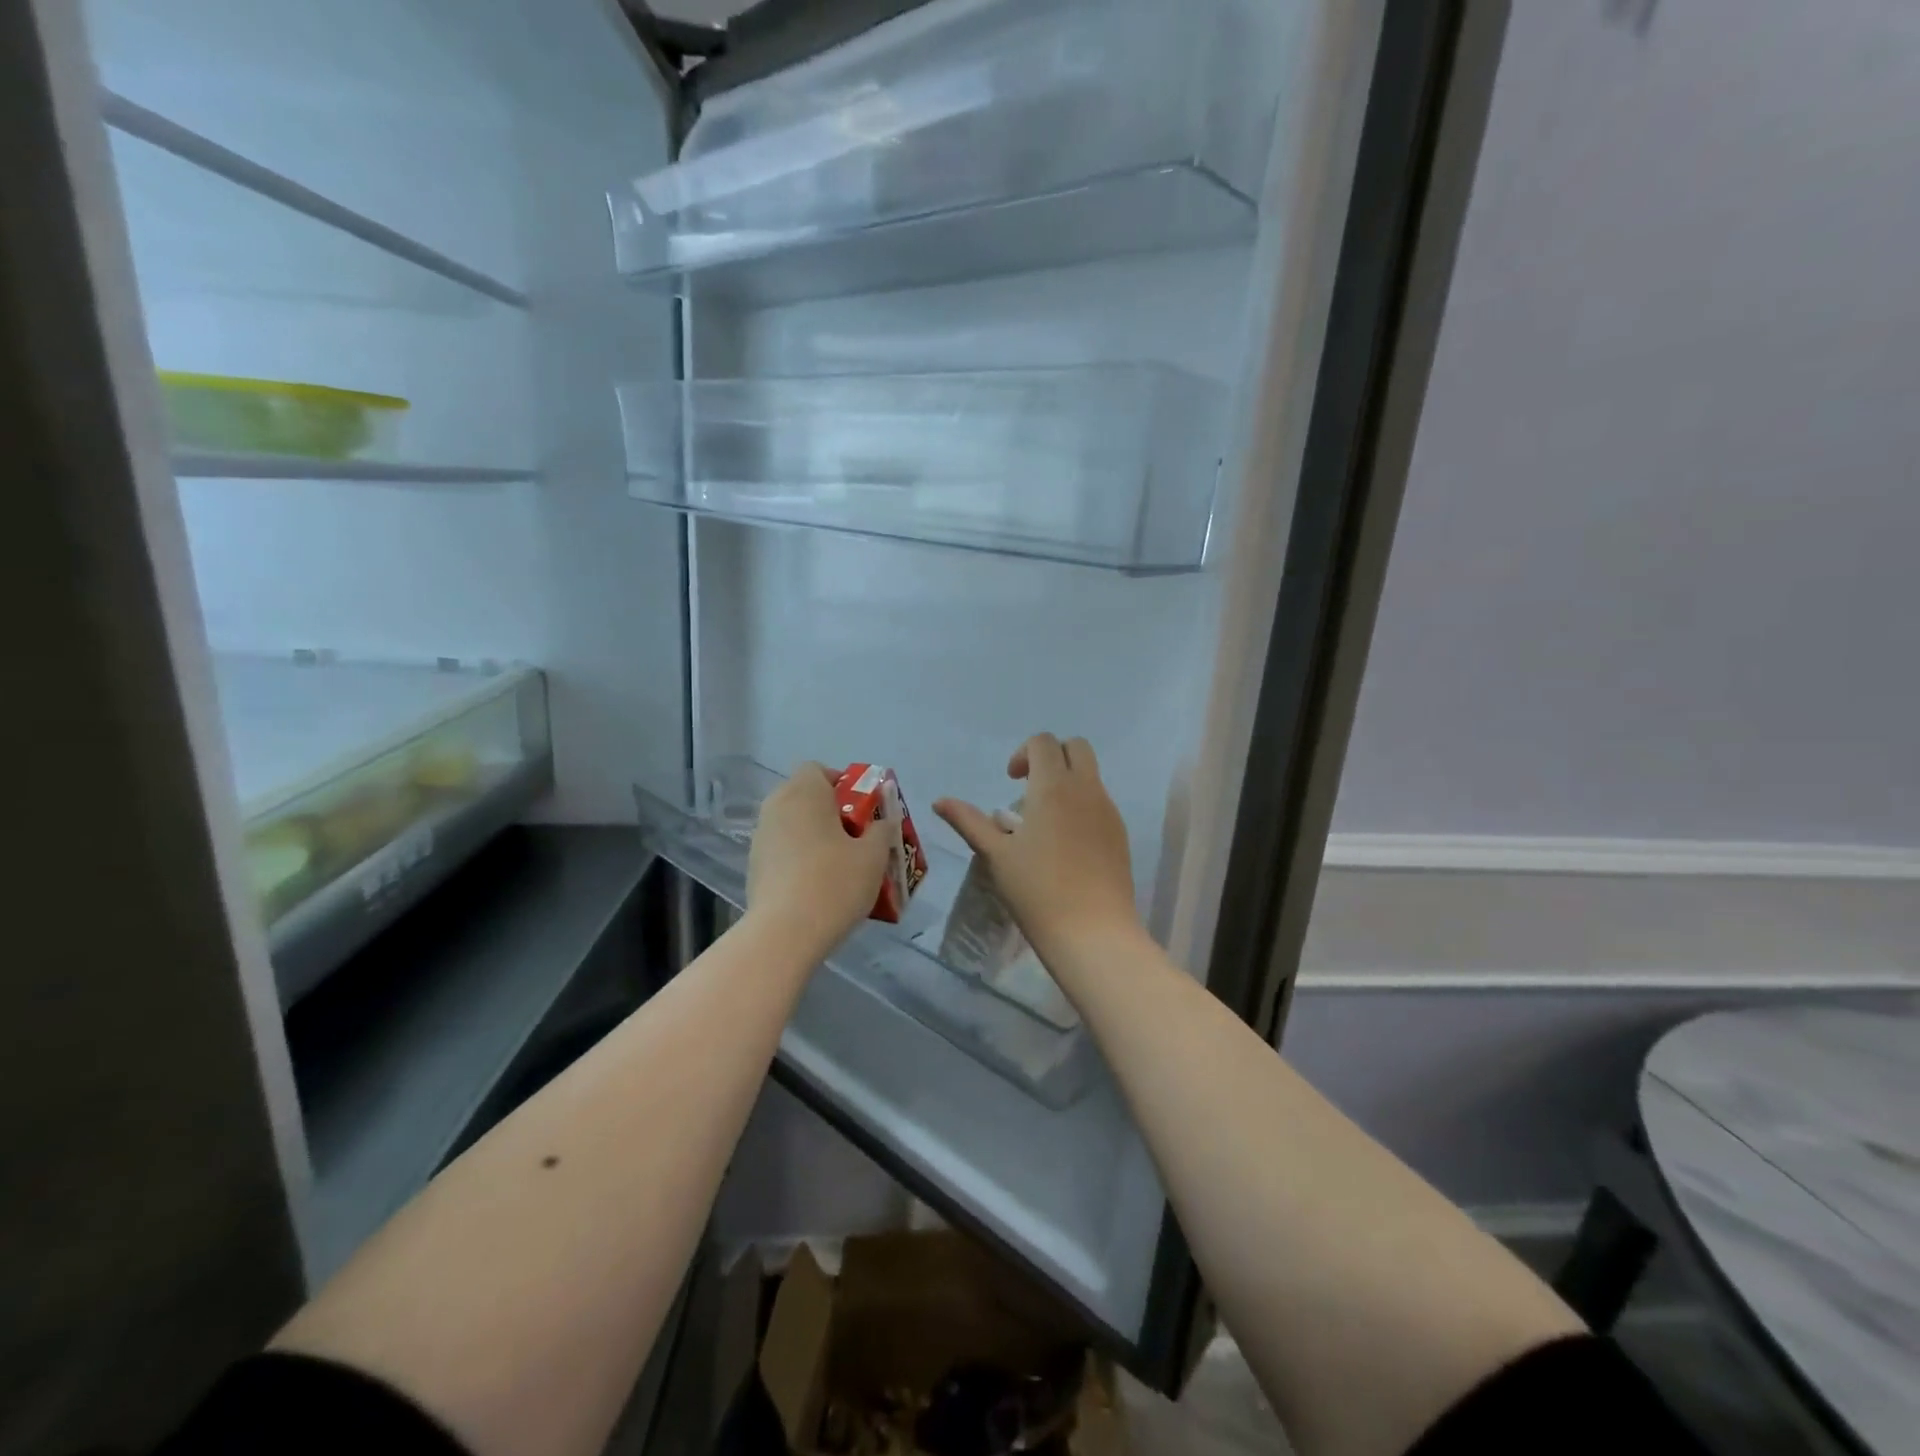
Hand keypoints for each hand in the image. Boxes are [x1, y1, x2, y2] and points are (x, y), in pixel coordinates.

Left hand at [747, 763, 889, 952]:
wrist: (784, 934)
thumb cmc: (834, 883)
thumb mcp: (874, 855)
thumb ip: (882, 830)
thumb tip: (883, 822)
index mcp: (804, 792)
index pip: (818, 769)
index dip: (842, 784)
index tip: (861, 811)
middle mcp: (777, 806)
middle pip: (805, 796)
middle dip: (830, 812)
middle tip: (856, 838)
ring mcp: (761, 837)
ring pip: (793, 824)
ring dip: (814, 836)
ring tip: (839, 865)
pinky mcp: (754, 866)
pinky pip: (783, 850)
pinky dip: (799, 858)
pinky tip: (818, 886)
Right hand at [934, 734, 1143, 967]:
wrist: (1093, 932)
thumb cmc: (1037, 891)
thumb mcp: (996, 855)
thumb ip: (968, 821)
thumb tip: (940, 801)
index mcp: (1054, 787)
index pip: (1044, 742)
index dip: (1023, 753)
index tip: (1011, 782)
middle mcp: (1086, 790)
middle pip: (1076, 747)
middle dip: (1051, 756)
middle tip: (1029, 788)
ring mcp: (1109, 811)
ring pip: (1091, 775)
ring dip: (1067, 782)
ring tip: (1044, 823)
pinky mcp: (1120, 835)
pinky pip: (1101, 802)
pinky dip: (1081, 805)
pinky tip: (1065, 845)